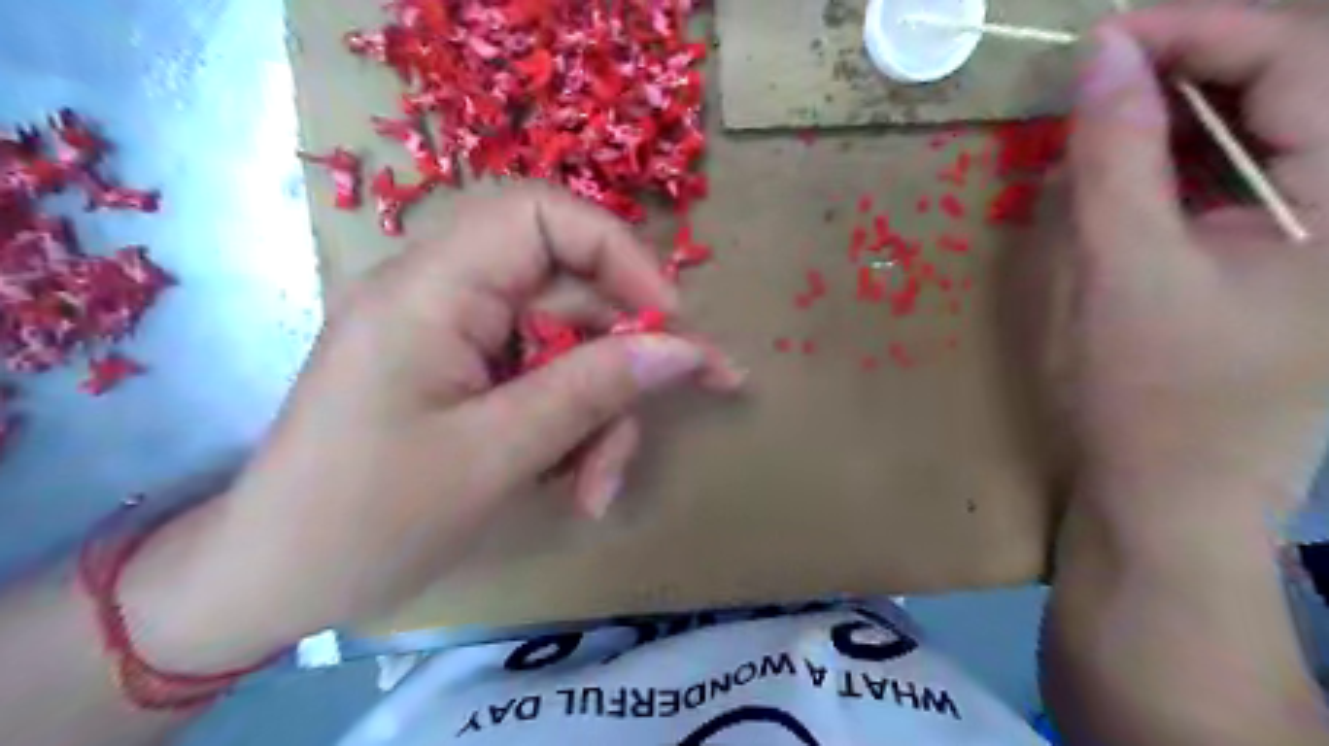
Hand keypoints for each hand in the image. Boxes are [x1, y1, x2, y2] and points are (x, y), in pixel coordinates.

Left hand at [120, 185, 736, 663]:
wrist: (272, 586)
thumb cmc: (365, 522)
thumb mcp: (496, 455)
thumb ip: (594, 391)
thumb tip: (683, 350)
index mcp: (429, 289)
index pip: (541, 216)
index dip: (617, 254)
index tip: (668, 321)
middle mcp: (443, 296)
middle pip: (568, 296)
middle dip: (618, 366)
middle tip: (652, 422)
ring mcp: (454, 339)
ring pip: (566, 350)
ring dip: (598, 418)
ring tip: (594, 490)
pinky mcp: (462, 378)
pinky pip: (543, 383)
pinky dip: (571, 431)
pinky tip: (571, 485)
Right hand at [1055, 3, 1323, 533]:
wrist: (1171, 490)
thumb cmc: (1149, 392)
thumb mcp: (1121, 268)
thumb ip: (1114, 156)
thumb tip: (1101, 56)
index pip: (1306, 55)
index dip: (1197, 29)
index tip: (1101, 39)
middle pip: (1303, 76)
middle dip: (1192, 63)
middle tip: (1099, 78)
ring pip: (1272, 122)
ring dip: (1183, 112)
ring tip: (1104, 127)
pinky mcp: (1292, 250)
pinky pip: (1248, 171)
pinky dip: (1182, 157)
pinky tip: (1130, 174)